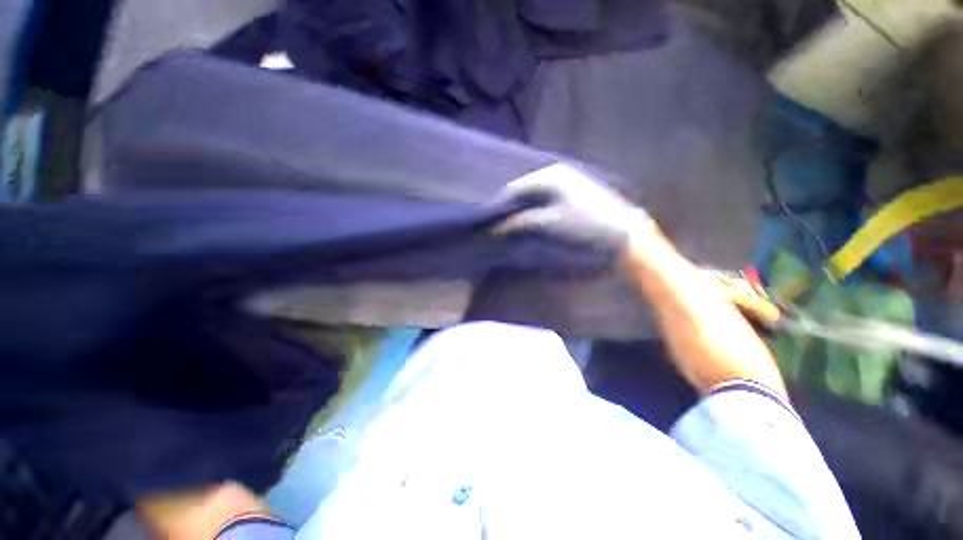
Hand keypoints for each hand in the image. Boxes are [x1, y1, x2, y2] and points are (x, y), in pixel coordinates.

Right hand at [495, 163, 650, 252]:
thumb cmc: (583, 226)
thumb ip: (519, 223)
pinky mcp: (576, 191)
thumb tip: (497, 227)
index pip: (514, 189)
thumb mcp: (547, 225)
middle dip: (512, 208)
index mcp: (548, 175)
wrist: (623, 234)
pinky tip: (536, 220)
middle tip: (503, 226)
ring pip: (536, 194)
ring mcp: (568, 180)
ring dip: (525, 209)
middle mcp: (557, 172)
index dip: (501, 207)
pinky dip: (538, 209)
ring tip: (517, 226)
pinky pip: (547, 198)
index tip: (491, 224)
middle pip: (524, 190)